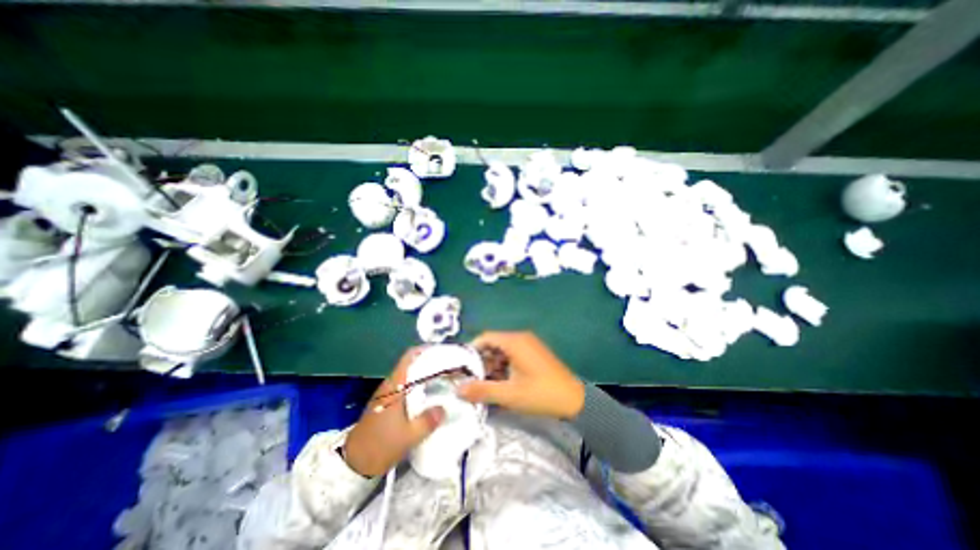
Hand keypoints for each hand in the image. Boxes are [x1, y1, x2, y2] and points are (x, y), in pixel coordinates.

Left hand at [341, 349, 446, 476]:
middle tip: (449, 368)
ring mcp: (387, 394)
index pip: (409, 357)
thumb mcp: (408, 437)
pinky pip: (406, 387)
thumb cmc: (380, 446)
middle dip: (431, 363)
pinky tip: (430, 396)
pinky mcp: (387, 404)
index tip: (443, 352)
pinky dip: (419, 387)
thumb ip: (427, 421)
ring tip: (444, 380)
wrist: (352, 464)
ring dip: (426, 375)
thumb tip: (444, 408)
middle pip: (412, 365)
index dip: (426, 350)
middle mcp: (391, 385)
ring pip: (410, 376)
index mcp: (395, 385)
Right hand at [459, 330, 583, 420]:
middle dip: (481, 361)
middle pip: (493, 344)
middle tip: (471, 380)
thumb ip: (482, 390)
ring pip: (502, 351)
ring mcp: (529, 345)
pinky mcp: (534, 353)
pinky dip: (503, 366)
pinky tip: (501, 383)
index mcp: (514, 341)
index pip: (485, 338)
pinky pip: (512, 355)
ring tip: (484, 384)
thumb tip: (457, 390)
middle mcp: (521, 338)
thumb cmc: (541, 394)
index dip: (471, 351)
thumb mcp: (509, 394)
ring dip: (492, 365)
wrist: (574, 400)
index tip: (461, 368)